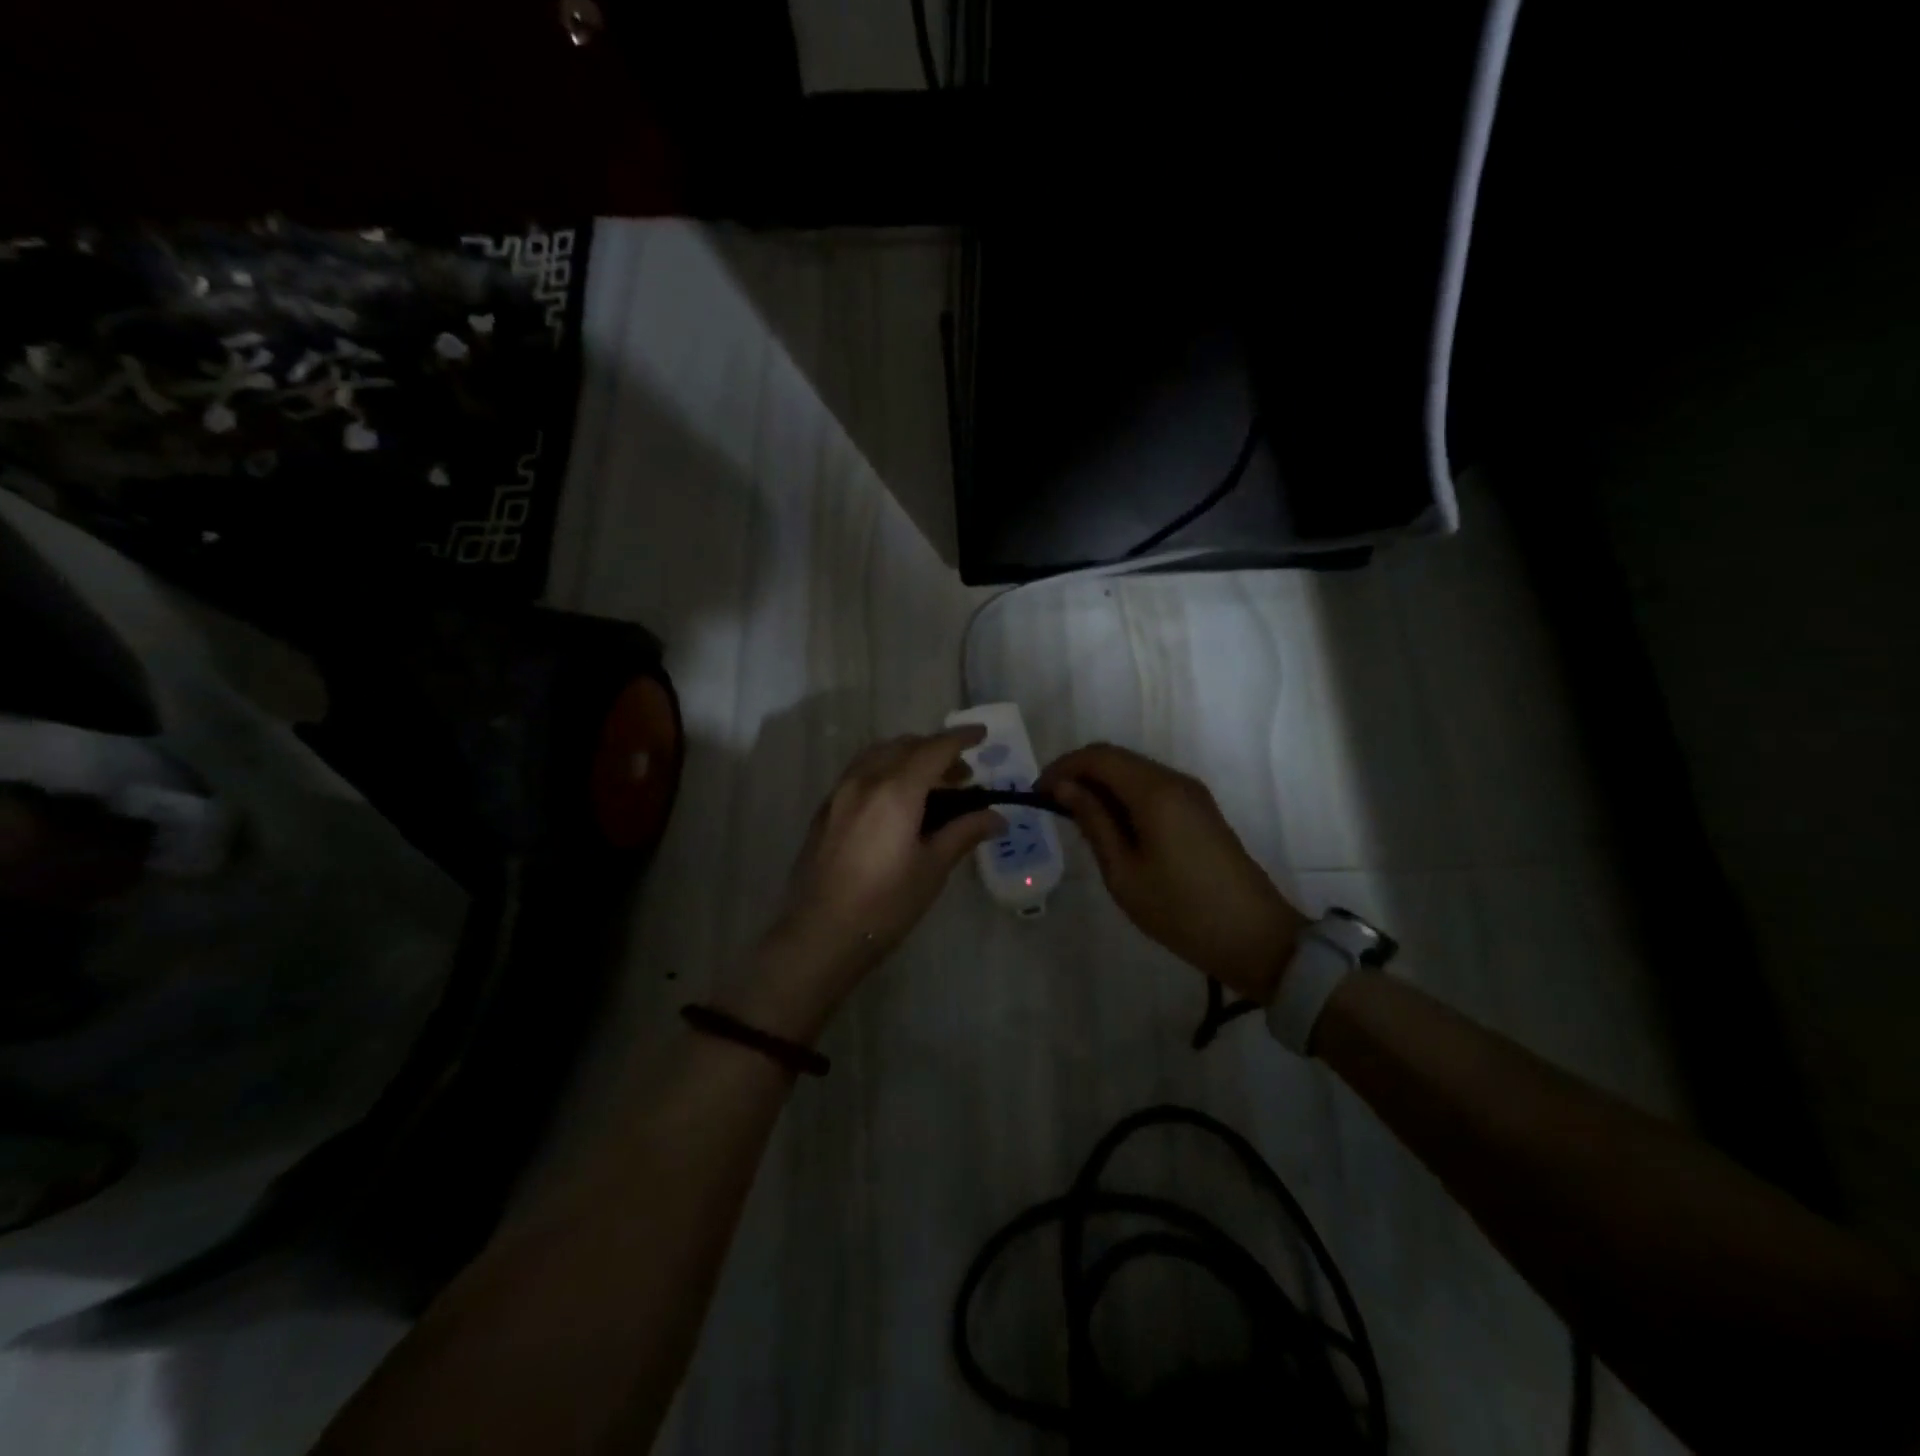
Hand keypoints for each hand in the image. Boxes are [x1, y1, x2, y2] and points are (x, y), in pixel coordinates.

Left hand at [733, 729, 1004, 1041]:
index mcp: (895, 790)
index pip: (934, 749)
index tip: (981, 735)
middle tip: (962, 775)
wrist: (820, 935)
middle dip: (935, 750)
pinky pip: (859, 772)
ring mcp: (839, 793)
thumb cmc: (885, 904)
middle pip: (904, 746)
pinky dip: (884, 770)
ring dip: (907, 757)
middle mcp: (864, 780)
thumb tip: (997, 817)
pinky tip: (896, 801)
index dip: (961, 738)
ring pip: (878, 755)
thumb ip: (963, 833)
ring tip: (930, 784)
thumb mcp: (932, 868)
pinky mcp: (825, 810)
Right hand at [1037, 743, 1305, 1001]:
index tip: (1037, 794)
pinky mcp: (1199, 810)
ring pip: (1134, 771)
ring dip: (1101, 785)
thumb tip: (1064, 787)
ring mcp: (1191, 793)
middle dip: (1078, 774)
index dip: (1062, 767)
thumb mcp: (1123, 872)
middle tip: (1052, 808)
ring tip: (1076, 820)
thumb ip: (1093, 822)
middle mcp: (1174, 780)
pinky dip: (1123, 796)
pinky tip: (1110, 827)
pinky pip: (1151, 787)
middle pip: (1116, 757)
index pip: (1097, 756)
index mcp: (1154, 791)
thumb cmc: (1180, 910)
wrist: (1255, 938)